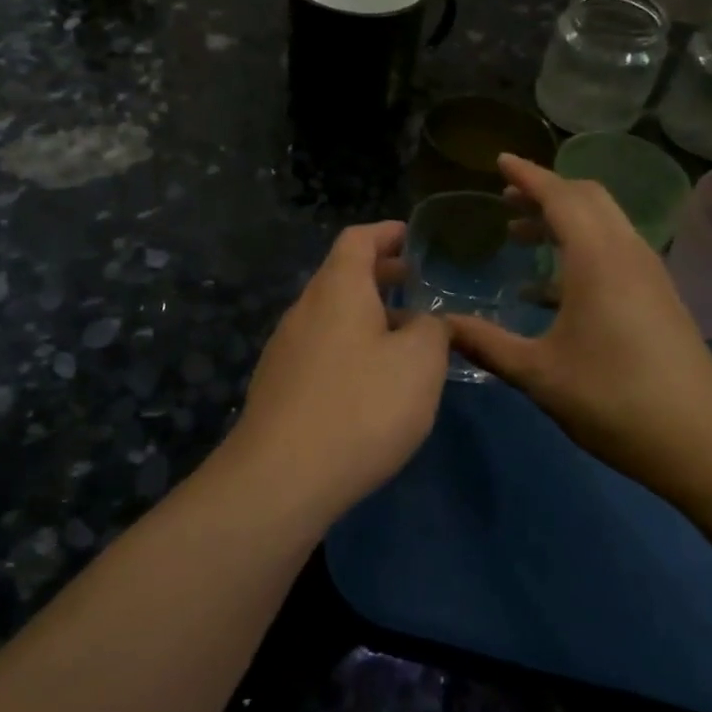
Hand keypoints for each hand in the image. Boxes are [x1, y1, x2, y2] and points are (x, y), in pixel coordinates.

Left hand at [228, 222, 449, 519]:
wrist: (281, 478)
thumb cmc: (361, 406)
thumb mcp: (419, 363)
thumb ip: (432, 330)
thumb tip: (425, 322)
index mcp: (337, 289)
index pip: (358, 239)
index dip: (387, 233)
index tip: (413, 237)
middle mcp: (304, 309)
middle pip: (342, 276)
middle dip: (381, 275)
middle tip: (417, 285)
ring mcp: (285, 349)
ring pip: (332, 315)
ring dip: (368, 315)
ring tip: (404, 337)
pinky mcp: (279, 385)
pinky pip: (321, 348)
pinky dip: (351, 346)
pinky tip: (371, 381)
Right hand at [446, 155, 711, 498]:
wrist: (703, 441)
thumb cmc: (614, 399)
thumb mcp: (539, 374)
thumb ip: (486, 344)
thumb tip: (439, 326)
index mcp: (597, 258)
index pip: (560, 195)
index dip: (527, 175)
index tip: (499, 160)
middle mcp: (627, 252)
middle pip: (588, 197)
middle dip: (546, 190)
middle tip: (507, 200)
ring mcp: (650, 274)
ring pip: (605, 222)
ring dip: (565, 218)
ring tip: (521, 236)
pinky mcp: (659, 296)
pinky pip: (615, 249)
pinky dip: (581, 246)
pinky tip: (551, 287)